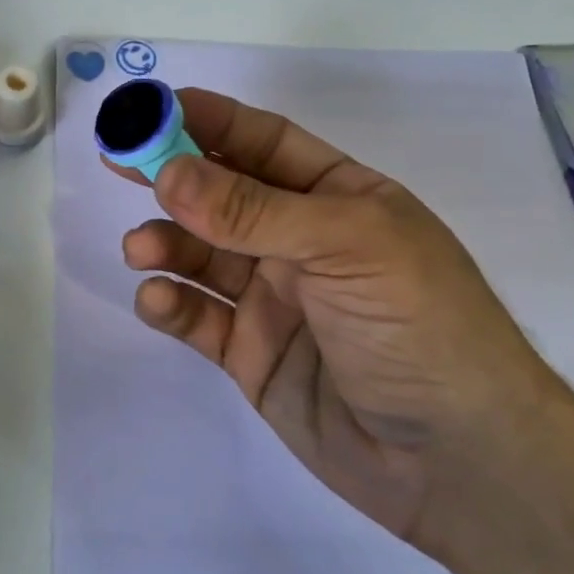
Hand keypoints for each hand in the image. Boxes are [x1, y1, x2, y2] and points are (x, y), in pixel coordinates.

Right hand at [113, 88, 567, 552]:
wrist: (457, 463)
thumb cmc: (420, 327)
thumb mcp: (345, 248)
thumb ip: (252, 210)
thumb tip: (168, 172)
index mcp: (338, 200)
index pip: (264, 144)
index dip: (209, 122)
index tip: (150, 109)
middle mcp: (301, 242)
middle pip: (221, 196)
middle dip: (170, 177)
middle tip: (117, 163)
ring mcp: (273, 299)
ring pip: (201, 255)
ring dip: (165, 244)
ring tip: (140, 250)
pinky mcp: (250, 352)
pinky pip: (198, 316)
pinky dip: (171, 304)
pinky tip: (158, 302)